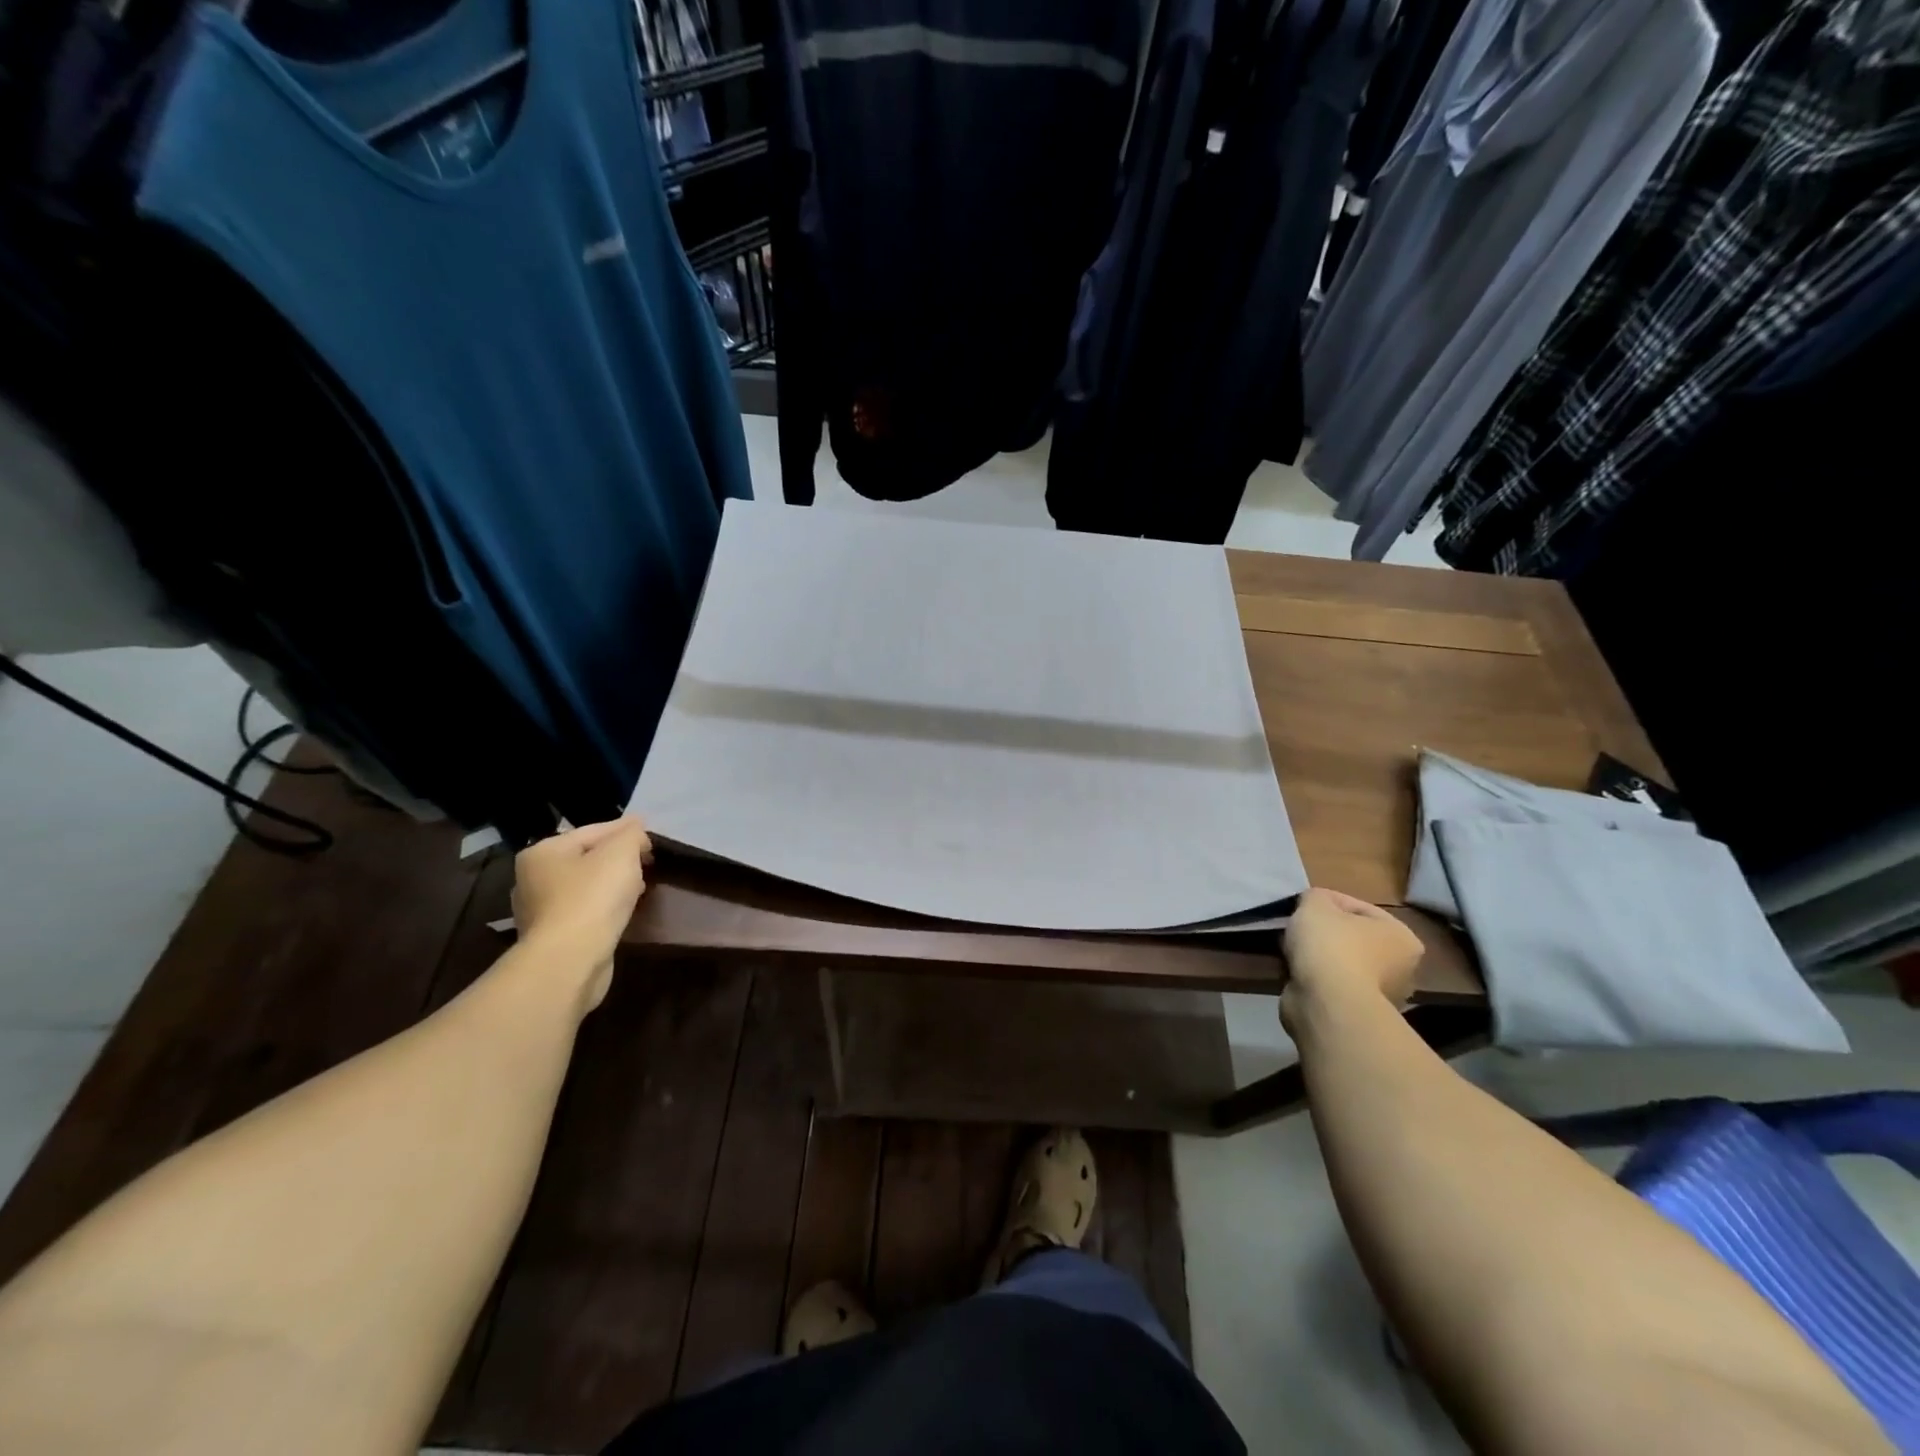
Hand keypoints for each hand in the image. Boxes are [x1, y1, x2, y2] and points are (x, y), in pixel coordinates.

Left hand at [511, 817, 652, 1011]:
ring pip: (585, 886)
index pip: (592, 831)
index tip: (651, 836)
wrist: (570, 959)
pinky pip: (583, 911)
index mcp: (543, 852)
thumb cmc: (593, 897)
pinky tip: (622, 910)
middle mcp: (532, 878)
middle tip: (647, 861)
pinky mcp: (550, 937)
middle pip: (586, 858)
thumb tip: (636, 829)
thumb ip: (631, 835)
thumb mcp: (621, 853)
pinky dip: (603, 906)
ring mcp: (538, 911)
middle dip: (618, 858)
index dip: (625, 831)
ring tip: (640, 887)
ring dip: (611, 884)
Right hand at [1281, 888, 1423, 1030]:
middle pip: (1351, 937)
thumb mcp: (1316, 903)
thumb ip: (1316, 897)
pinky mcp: (1355, 1013)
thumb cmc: (1331, 946)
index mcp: (1403, 937)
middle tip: (1294, 927)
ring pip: (1338, 962)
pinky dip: (1312, 978)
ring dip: (1315, 956)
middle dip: (1321, 932)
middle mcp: (1401, 968)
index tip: (1300, 905)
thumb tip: (1314, 905)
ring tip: (1288, 949)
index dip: (1326, 901)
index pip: (1359, 907)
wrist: (1326, 1004)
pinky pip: (1329, 985)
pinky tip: (1293, 971)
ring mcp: (1380, 995)